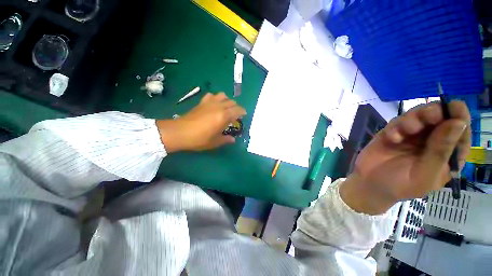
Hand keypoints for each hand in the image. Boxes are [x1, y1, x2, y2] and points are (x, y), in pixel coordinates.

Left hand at [156, 92, 245, 151]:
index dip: (242, 112)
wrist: (180, 132)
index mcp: (224, 116)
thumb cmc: (199, 139)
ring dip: (227, 100)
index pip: (238, 110)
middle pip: (232, 102)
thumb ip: (226, 140)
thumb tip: (233, 139)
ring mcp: (210, 103)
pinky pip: (211, 95)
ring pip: (223, 95)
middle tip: (235, 115)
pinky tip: (214, 104)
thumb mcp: (215, 142)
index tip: (244, 115)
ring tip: (225, 108)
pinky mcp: (202, 102)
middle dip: (236, 107)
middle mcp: (219, 107)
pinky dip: (215, 98)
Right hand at [340, 101, 470, 214]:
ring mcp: (411, 136)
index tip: (453, 107)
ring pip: (418, 116)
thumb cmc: (400, 186)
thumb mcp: (424, 174)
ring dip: (414, 118)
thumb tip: (459, 123)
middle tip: (427, 116)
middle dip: (434, 113)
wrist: (369, 184)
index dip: (460, 117)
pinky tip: (391, 138)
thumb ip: (440, 152)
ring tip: (406, 130)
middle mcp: (432, 142)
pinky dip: (396, 126)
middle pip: (440, 118)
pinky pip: (397, 122)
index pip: (461, 132)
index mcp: (447, 154)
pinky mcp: (392, 133)